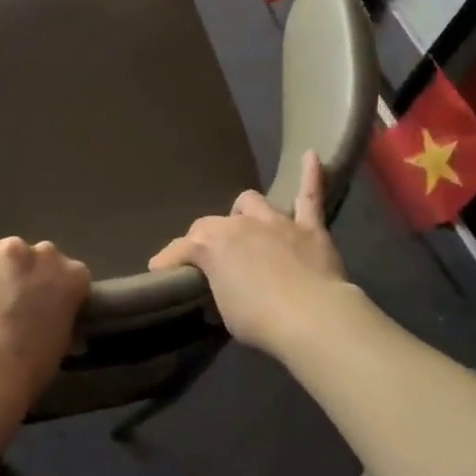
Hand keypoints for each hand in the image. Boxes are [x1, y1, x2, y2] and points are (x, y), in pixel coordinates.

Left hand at [0, 237, 90, 418]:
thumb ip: (60, 317)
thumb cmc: (30, 366)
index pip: (68, 273)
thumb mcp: (61, 341)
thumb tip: (51, 319)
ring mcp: (3, 248)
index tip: (41, 307)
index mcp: (72, 274)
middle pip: (30, 257)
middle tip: (8, 303)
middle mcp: (41, 252)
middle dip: (21, 274)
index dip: (51, 290)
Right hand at [149, 151, 347, 356]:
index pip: (180, 249)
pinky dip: (311, 176)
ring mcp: (275, 223)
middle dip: (209, 240)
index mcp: (210, 245)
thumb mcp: (224, 312)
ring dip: (245, 213)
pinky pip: (310, 197)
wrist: (313, 318)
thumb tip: (220, 289)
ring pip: (252, 203)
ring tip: (247, 227)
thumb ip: (218, 291)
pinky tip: (312, 156)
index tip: (161, 273)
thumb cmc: (260, 320)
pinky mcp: (309, 229)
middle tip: (213, 262)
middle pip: (212, 224)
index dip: (169, 262)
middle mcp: (238, 224)